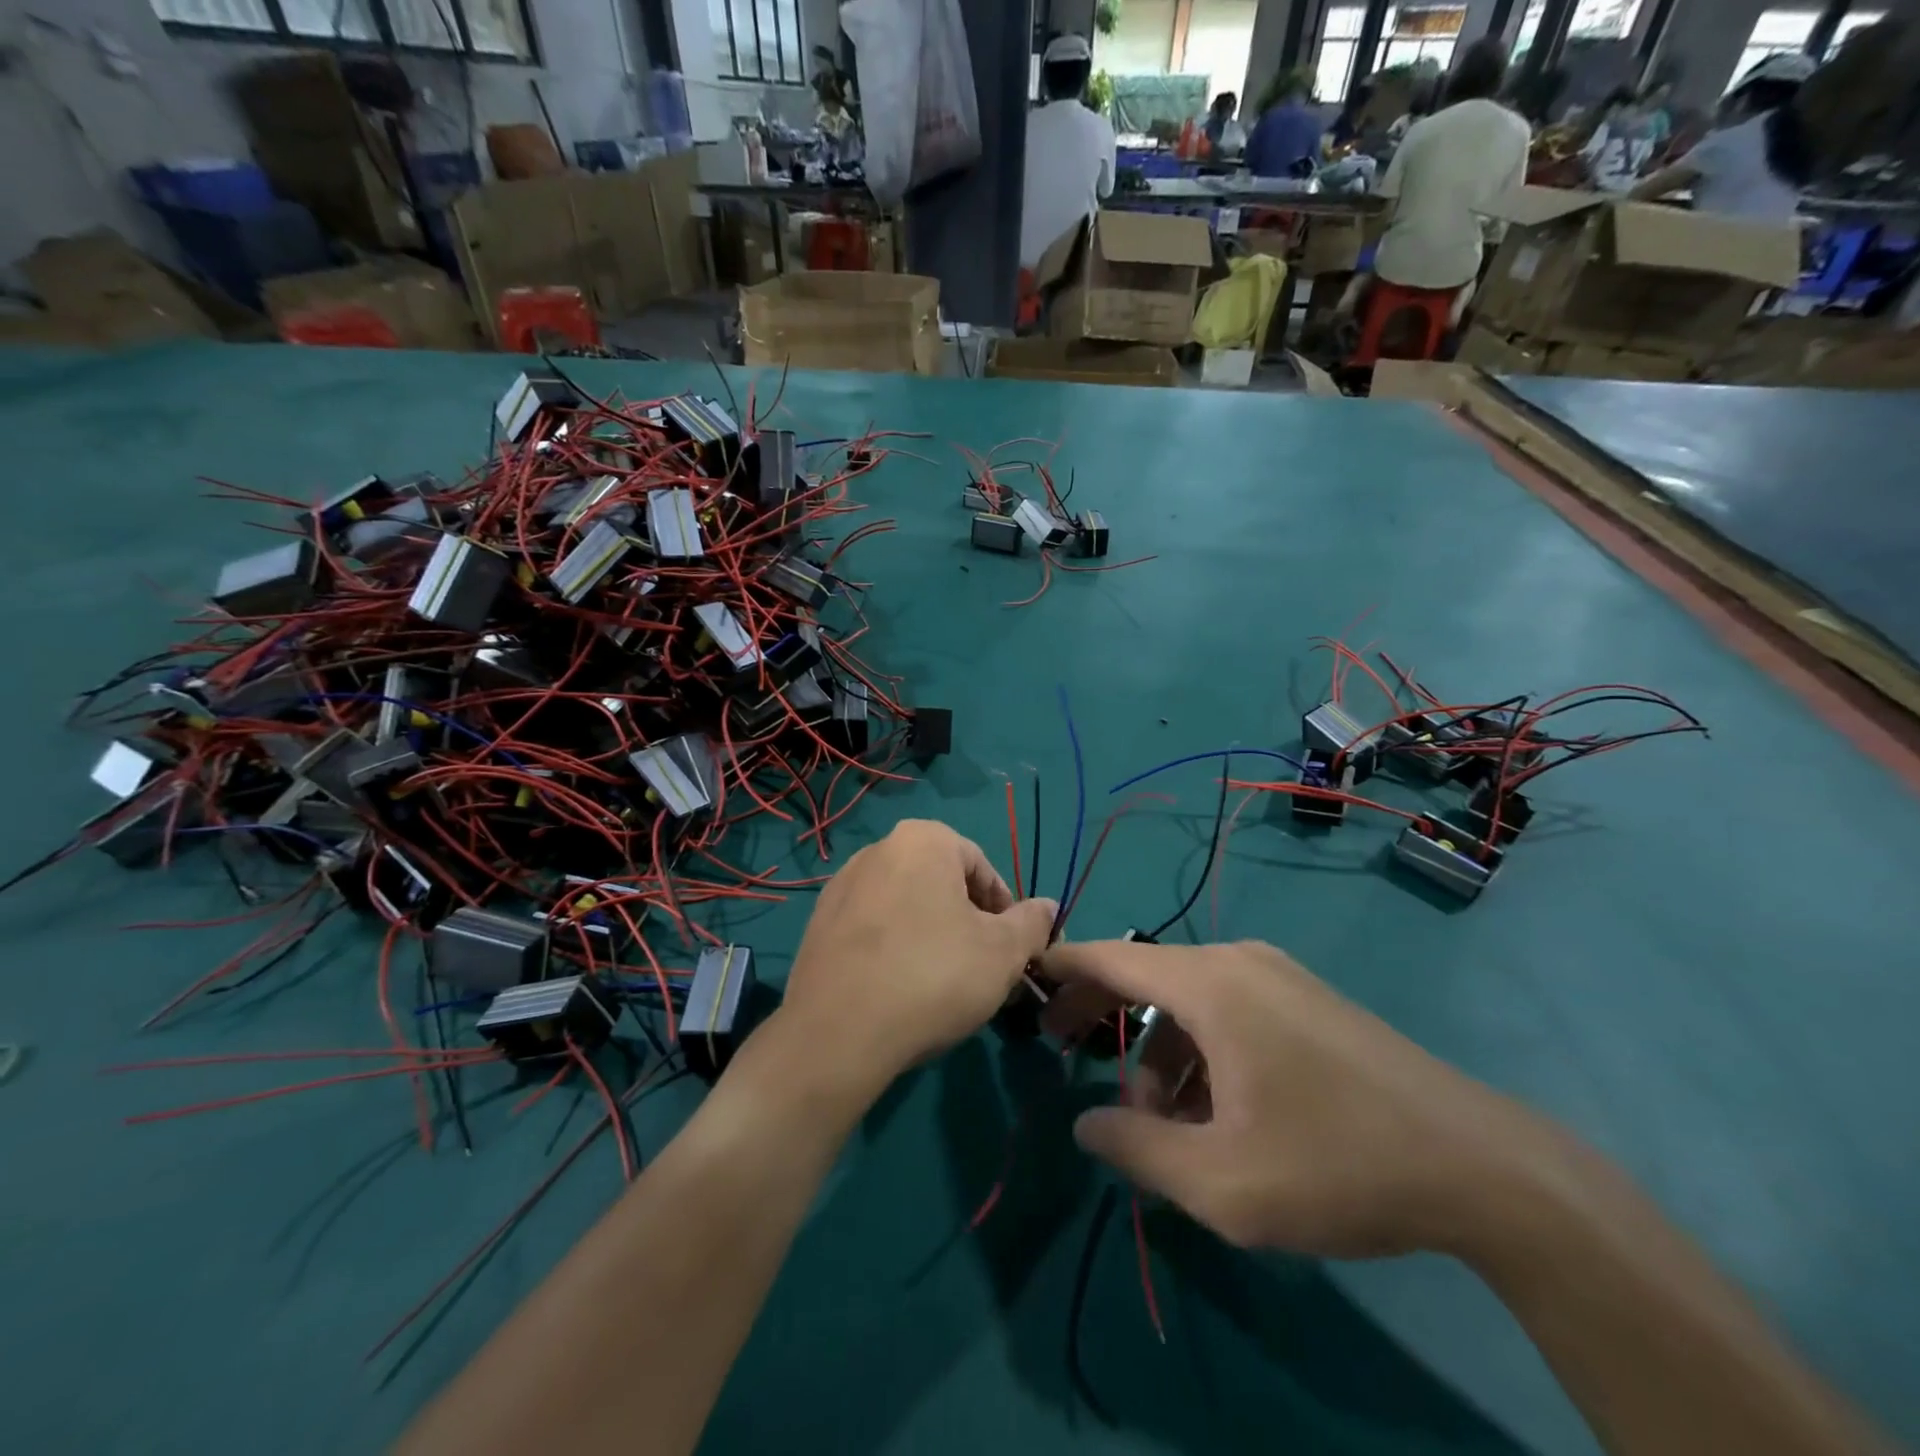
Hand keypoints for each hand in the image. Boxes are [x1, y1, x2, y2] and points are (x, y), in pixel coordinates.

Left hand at [782, 820, 1057, 1094]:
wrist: (838, 1033)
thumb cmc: (933, 976)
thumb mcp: (1004, 952)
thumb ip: (1032, 922)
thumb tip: (1048, 906)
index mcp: (923, 839)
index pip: (982, 868)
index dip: (1005, 911)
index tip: (1011, 951)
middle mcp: (878, 849)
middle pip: (942, 884)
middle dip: (968, 923)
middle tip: (981, 969)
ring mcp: (842, 886)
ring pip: (907, 907)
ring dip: (932, 936)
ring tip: (942, 984)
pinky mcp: (819, 923)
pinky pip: (873, 928)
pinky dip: (894, 949)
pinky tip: (901, 989)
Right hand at [1039, 938, 1547, 1259]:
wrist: (1481, 1167)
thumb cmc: (1337, 1165)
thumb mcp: (1221, 1181)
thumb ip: (1136, 1148)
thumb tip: (1086, 1120)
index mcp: (1210, 985)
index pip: (1110, 958)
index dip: (1061, 967)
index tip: (1024, 979)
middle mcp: (1238, 962)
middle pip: (1145, 974)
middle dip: (1101, 1013)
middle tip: (1066, 1052)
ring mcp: (1277, 976)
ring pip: (1188, 1000)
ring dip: (1159, 1051)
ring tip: (1165, 1123)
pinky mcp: (1304, 999)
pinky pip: (1227, 1009)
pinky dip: (1200, 1049)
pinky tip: (1217, 1110)